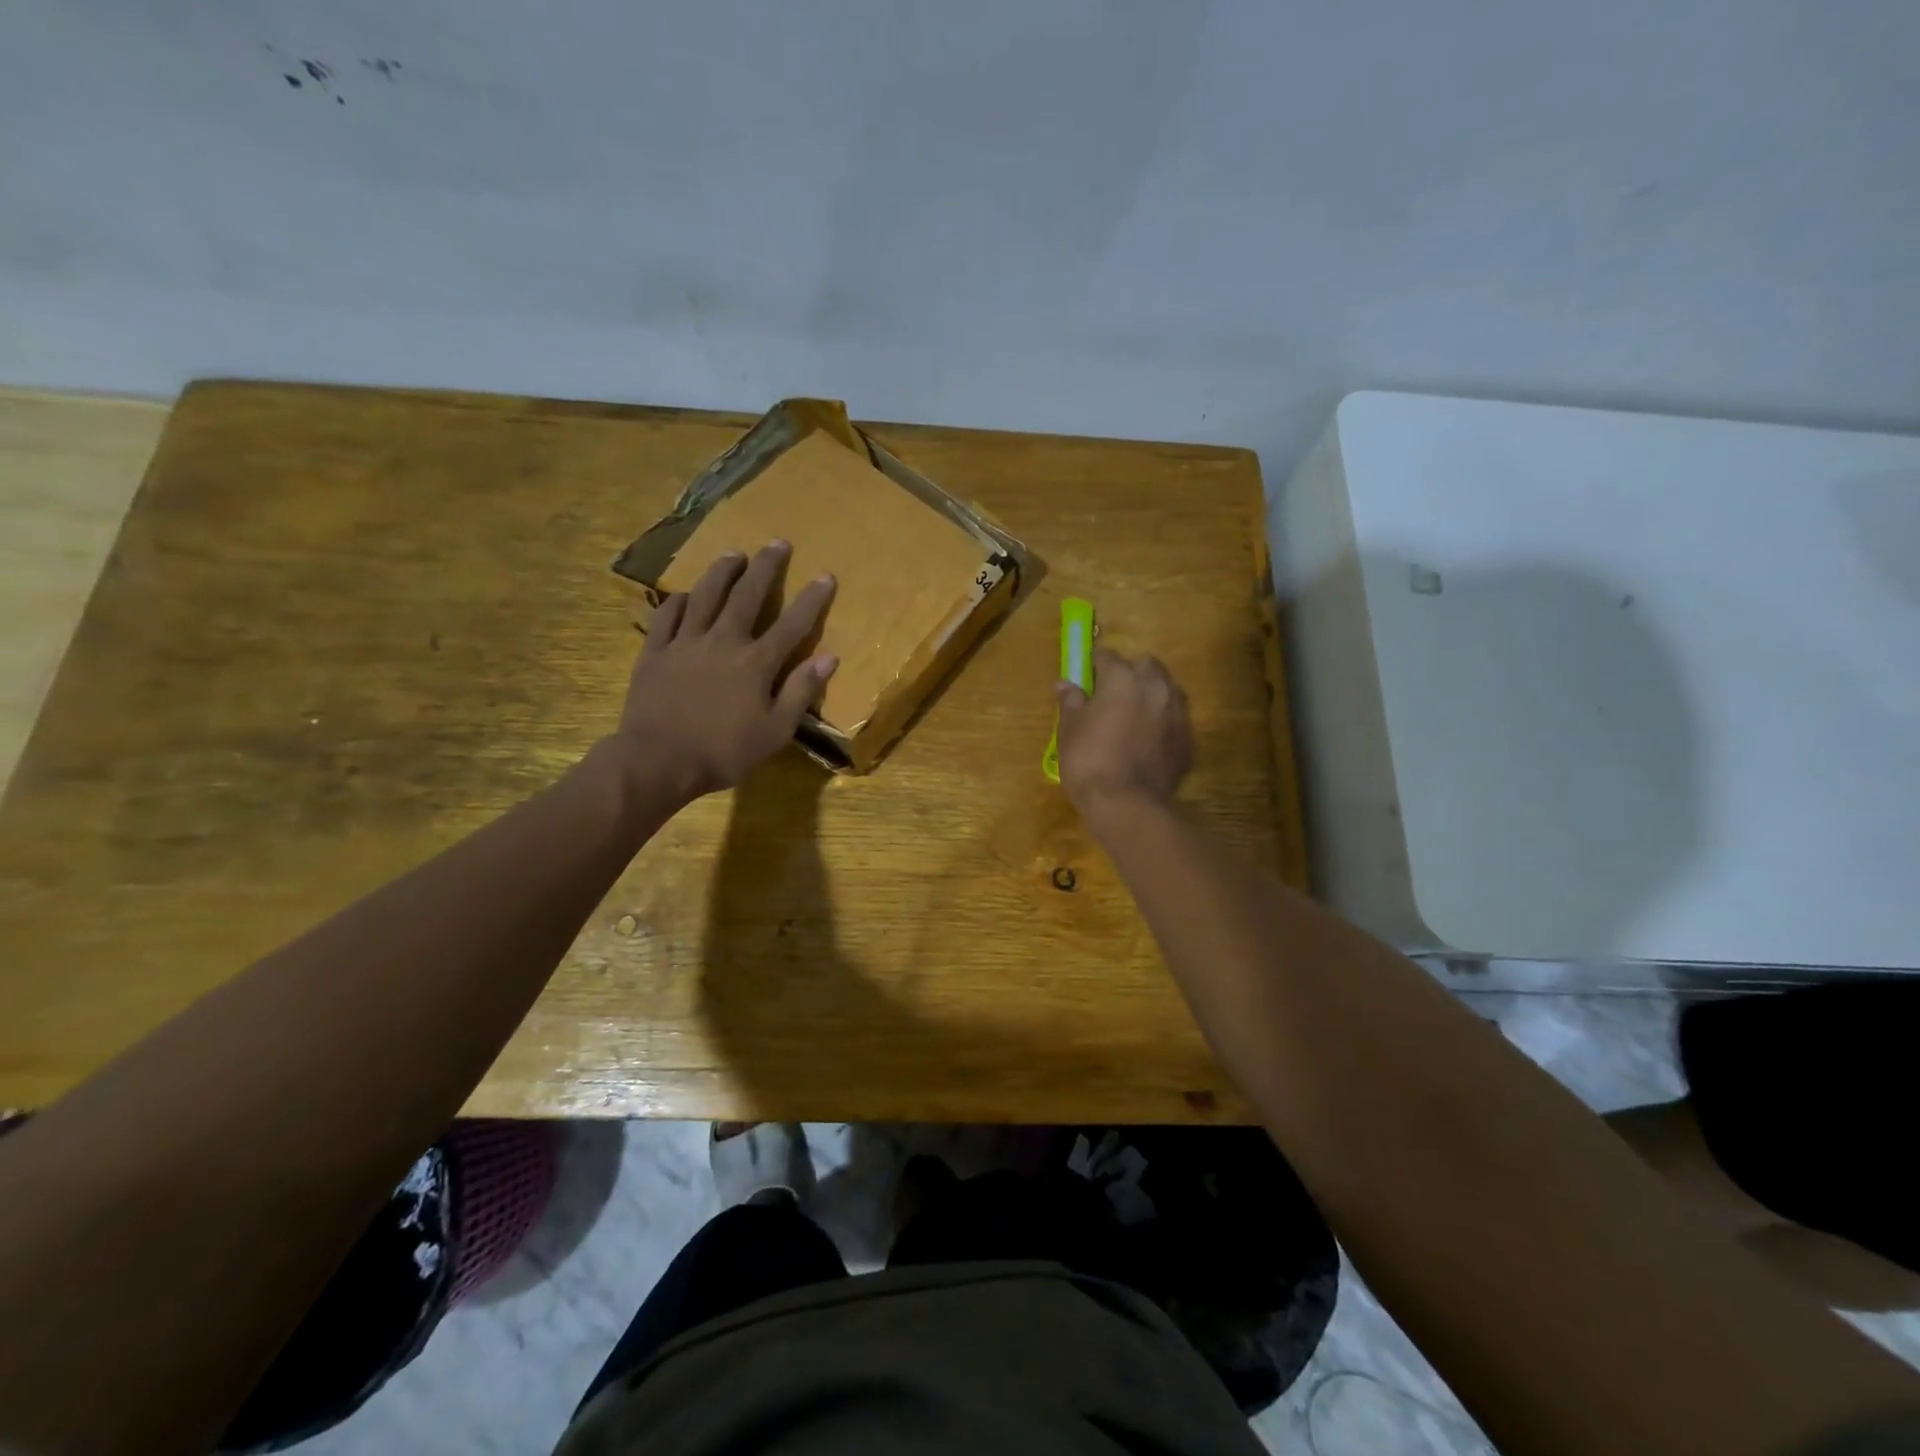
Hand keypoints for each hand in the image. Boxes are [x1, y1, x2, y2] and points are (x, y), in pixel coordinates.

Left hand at [614, 541, 837, 800]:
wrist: (658, 761)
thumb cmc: (724, 752)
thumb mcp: (775, 731)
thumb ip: (801, 691)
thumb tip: (829, 657)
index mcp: (756, 662)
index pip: (792, 623)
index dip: (812, 598)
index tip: (826, 575)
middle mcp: (723, 640)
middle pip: (747, 594)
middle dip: (766, 566)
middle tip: (777, 543)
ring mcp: (685, 642)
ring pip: (705, 594)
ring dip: (722, 571)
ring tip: (733, 554)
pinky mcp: (655, 651)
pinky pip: (667, 615)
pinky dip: (679, 600)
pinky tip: (686, 594)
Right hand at [1056, 648, 1193, 819]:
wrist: (1127, 804)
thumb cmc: (1089, 761)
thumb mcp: (1069, 729)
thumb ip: (1070, 701)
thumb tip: (1064, 684)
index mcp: (1123, 678)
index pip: (1107, 656)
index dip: (1094, 665)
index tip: (1085, 676)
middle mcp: (1156, 687)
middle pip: (1146, 665)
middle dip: (1130, 673)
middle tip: (1111, 695)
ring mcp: (1178, 713)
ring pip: (1167, 689)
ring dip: (1151, 694)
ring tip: (1132, 716)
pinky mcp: (1188, 740)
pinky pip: (1175, 720)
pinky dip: (1162, 723)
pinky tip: (1147, 742)